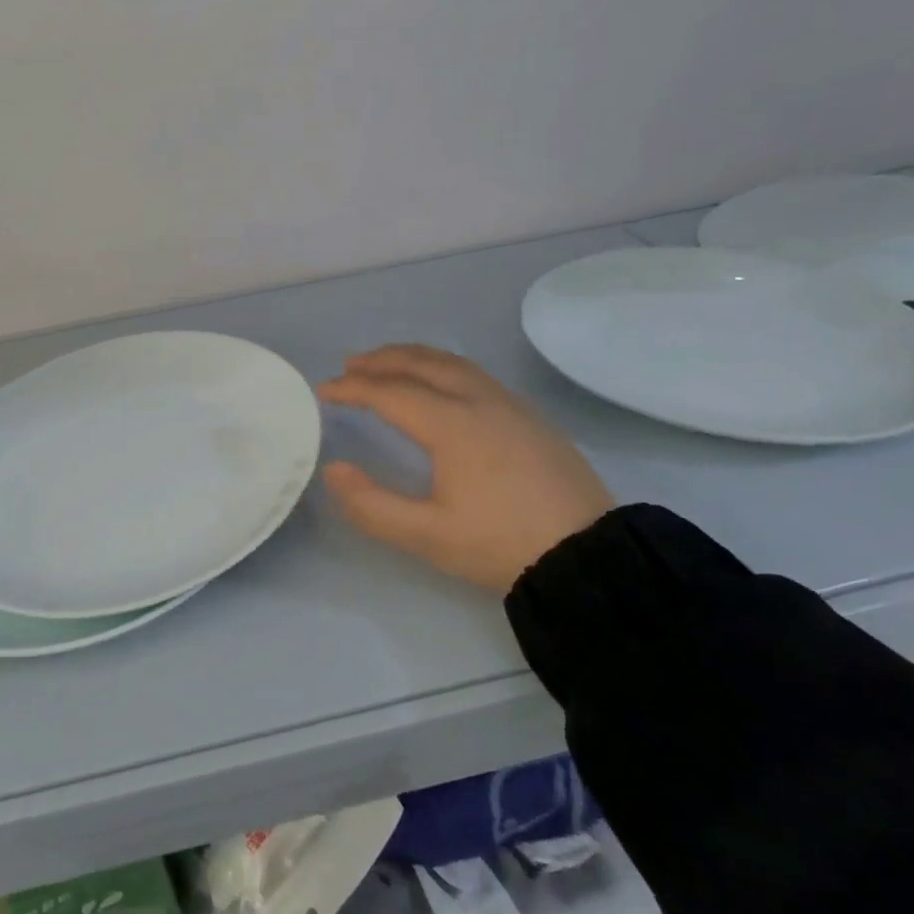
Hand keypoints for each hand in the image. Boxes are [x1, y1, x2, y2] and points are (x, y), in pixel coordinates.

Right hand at [318, 345, 613, 593]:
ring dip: (414, 357)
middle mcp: (479, 400)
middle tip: (350, 363)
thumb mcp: (427, 535)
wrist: (590, 556)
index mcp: (451, 423)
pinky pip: (474, 374)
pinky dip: (442, 366)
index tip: (323, 390)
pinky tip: (441, 384)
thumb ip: (371, 504)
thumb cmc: (501, 544)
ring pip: (453, 363)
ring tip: (389, 363)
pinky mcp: (530, 416)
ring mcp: (510, 404)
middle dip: (382, 359)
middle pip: (422, 363)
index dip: (352, 388)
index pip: (389, 392)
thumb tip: (333, 469)